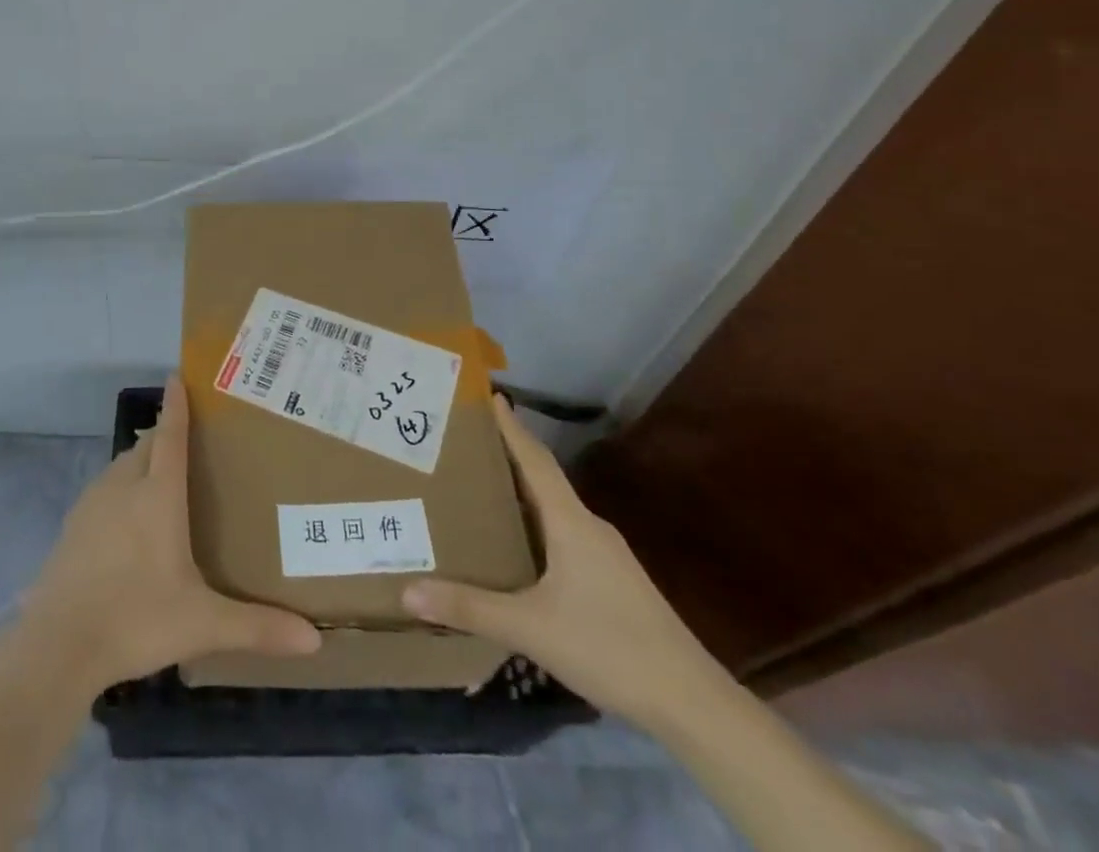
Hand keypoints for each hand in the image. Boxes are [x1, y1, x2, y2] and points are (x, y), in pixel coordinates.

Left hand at [21, 376, 320, 692]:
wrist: (57, 645)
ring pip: (121, 466)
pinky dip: (120, 487)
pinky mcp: (72, 526)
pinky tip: (127, 517)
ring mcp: (92, 504)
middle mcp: (124, 487)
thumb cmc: (136, 619)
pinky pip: (103, 489)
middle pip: (146, 446)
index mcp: (158, 496)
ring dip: (141, 460)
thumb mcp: (202, 624)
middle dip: (164, 433)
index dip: (176, 405)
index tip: (178, 375)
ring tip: (161, 474)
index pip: (170, 436)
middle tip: (189, 436)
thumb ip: (257, 628)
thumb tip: (314, 640)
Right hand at [402, 395, 729, 730]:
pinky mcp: (612, 581)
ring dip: (520, 493)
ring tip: (480, 489)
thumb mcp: (531, 628)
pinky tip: (517, 547)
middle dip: (507, 456)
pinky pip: (564, 535)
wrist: (691, 703)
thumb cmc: (609, 647)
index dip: (511, 427)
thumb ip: (470, 608)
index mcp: (571, 522)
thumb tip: (407, 592)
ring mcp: (605, 555)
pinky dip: (535, 525)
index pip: (535, 460)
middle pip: (542, 479)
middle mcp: (588, 527)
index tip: (489, 394)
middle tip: (465, 442)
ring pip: (554, 510)